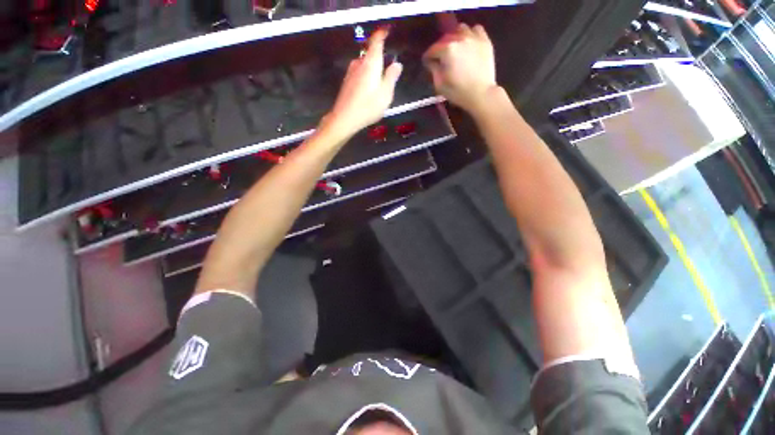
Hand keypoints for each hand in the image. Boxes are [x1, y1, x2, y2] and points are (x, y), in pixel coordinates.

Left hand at [326, 28, 402, 138]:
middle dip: (380, 58)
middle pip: (371, 54)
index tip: (388, 31)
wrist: (345, 118)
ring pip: (365, 65)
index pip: (377, 40)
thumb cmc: (368, 106)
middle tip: (388, 69)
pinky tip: (369, 90)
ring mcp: (351, 72)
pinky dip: (366, 77)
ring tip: (379, 83)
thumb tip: (397, 64)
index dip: (382, 34)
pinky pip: (359, 73)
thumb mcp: (386, 94)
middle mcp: (359, 63)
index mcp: (371, 62)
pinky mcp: (347, 82)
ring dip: (372, 69)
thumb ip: (392, 77)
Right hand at [423, 23, 496, 114]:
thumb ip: (433, 69)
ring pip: (460, 29)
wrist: (481, 94)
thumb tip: (431, 61)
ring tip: (455, 48)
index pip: (432, 49)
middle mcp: (460, 38)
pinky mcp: (485, 41)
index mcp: (447, 50)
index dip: (427, 57)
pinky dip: (470, 34)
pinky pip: (476, 29)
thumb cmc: (458, 92)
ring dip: (455, 37)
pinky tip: (469, 43)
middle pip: (445, 38)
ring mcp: (474, 38)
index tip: (426, 62)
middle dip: (440, 47)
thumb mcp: (440, 84)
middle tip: (440, 58)